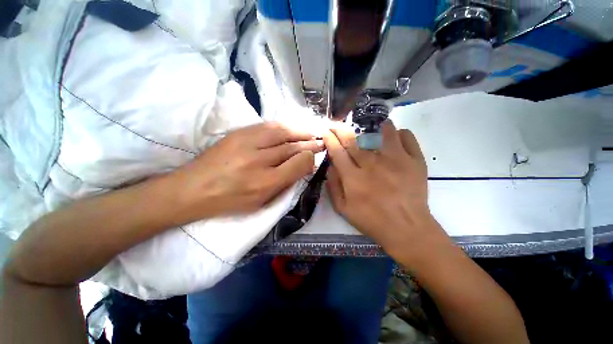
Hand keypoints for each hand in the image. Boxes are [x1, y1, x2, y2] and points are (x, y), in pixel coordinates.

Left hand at [171, 122, 322, 222]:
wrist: (193, 188)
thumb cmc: (230, 200)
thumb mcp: (261, 201)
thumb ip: (285, 183)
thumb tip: (303, 166)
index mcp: (265, 183)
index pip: (297, 165)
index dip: (310, 158)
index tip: (316, 156)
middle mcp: (258, 161)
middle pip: (291, 147)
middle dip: (309, 144)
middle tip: (321, 142)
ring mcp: (247, 144)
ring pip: (282, 133)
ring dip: (299, 132)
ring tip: (309, 134)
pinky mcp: (238, 133)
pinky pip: (267, 126)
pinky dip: (284, 127)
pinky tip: (291, 129)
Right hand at [323, 121, 446, 255]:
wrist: (407, 229)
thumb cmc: (372, 221)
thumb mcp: (344, 209)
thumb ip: (333, 187)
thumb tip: (331, 167)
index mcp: (353, 177)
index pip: (337, 152)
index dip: (330, 139)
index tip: (326, 131)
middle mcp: (372, 164)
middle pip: (354, 140)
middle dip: (342, 129)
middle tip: (337, 124)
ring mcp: (395, 160)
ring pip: (382, 133)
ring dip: (373, 126)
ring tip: (370, 124)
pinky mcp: (414, 161)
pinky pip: (406, 137)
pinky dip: (399, 132)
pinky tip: (394, 135)